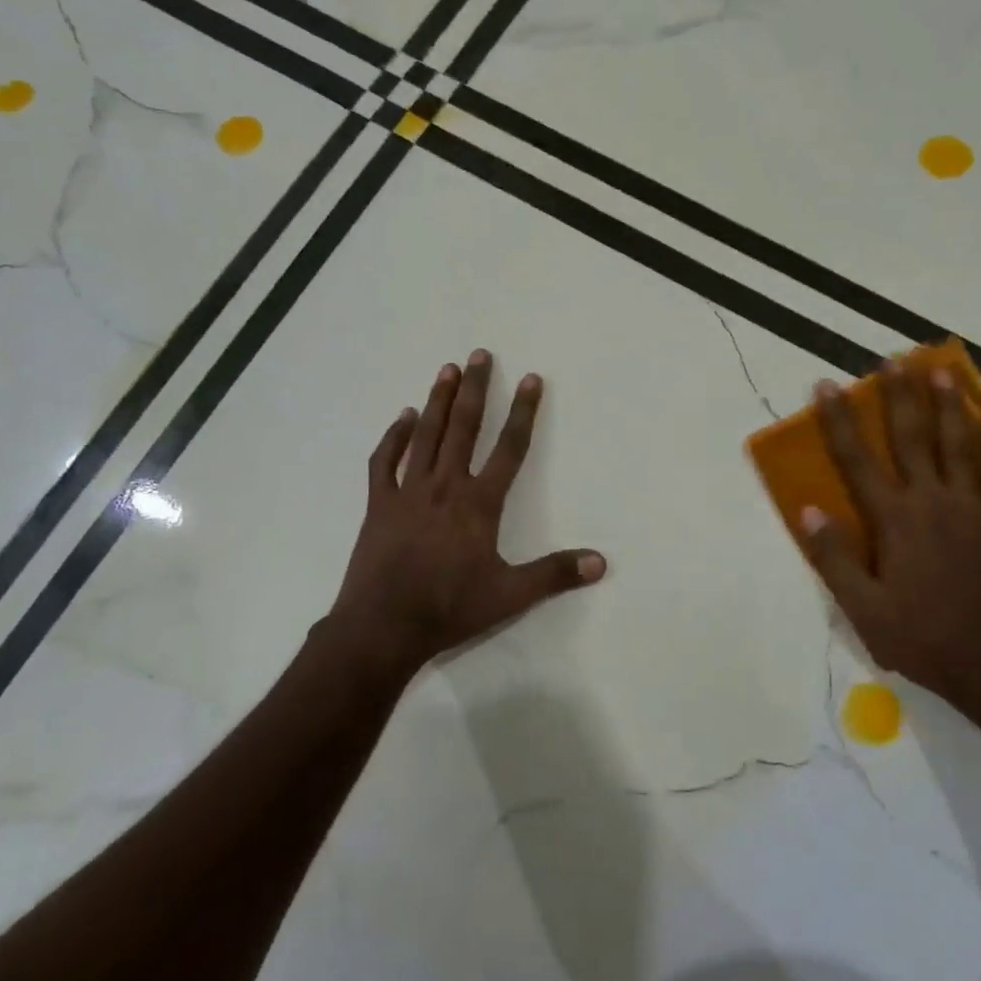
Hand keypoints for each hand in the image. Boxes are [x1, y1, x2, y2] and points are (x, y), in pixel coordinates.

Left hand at [327, 351, 605, 673]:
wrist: (382, 627)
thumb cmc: (449, 609)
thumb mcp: (510, 596)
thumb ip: (555, 574)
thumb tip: (601, 562)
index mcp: (479, 504)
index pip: (510, 448)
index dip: (524, 412)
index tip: (532, 379)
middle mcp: (445, 486)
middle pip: (464, 427)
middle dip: (477, 389)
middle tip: (481, 353)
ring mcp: (408, 492)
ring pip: (426, 435)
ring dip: (439, 400)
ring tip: (448, 369)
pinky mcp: (379, 505)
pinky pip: (385, 461)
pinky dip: (394, 437)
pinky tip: (402, 417)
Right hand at [804, 360, 980, 725]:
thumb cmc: (920, 636)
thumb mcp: (862, 607)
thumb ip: (834, 557)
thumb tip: (809, 510)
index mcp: (894, 520)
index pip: (858, 460)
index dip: (839, 421)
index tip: (828, 386)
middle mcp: (933, 500)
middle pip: (913, 436)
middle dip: (900, 395)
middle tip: (893, 359)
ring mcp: (974, 506)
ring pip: (961, 442)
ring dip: (950, 402)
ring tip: (941, 368)